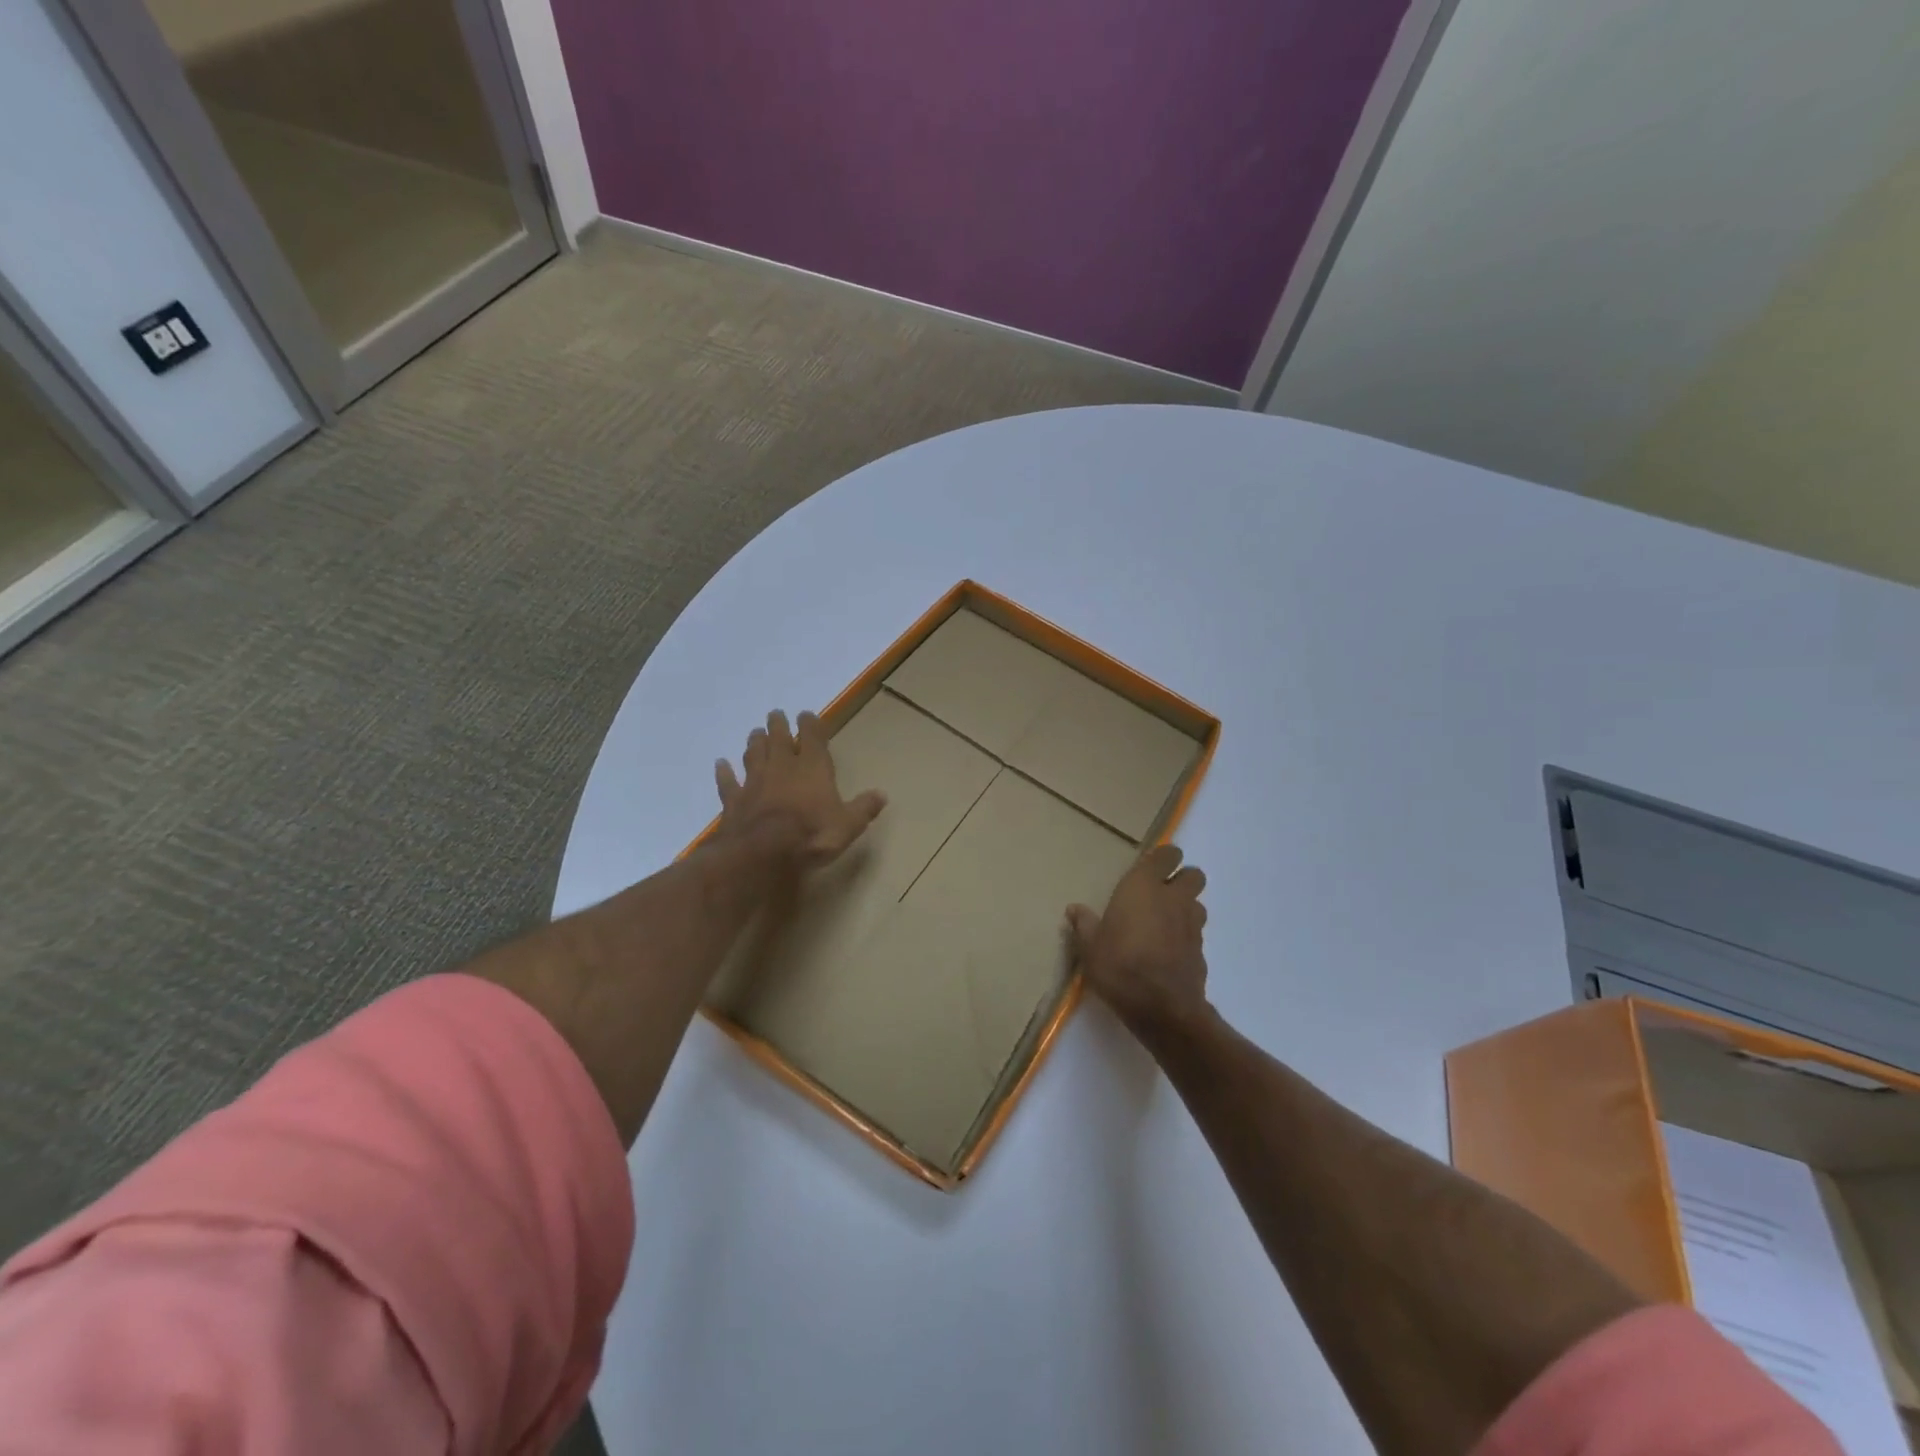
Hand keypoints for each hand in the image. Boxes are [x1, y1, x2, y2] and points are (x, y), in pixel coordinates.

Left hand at [716, 710, 885, 866]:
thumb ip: (863, 808)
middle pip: (778, 738)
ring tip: (754, 732)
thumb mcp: (848, 825)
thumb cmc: (813, 834)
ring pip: (753, 754)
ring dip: (755, 742)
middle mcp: (782, 766)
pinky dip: (724, 772)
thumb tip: (882, 794)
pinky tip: (720, 764)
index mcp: (812, 767)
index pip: (811, 736)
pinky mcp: (734, 800)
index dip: (810, 724)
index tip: (806, 715)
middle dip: (778, 725)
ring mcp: (755, 782)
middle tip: (775, 715)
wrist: (764, 852)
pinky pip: (728, 782)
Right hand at [1067, 844, 1209, 1039]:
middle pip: (1193, 875)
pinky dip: (1185, 936)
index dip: (1162, 857)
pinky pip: (1196, 933)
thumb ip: (1084, 924)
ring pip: (1198, 903)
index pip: (1166, 855)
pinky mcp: (1201, 951)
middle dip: (1182, 879)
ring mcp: (1191, 925)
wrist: (1162, 1008)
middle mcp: (1173, 899)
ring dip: (1186, 907)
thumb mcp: (1090, 947)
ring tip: (1164, 922)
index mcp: (1144, 887)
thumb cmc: (1119, 966)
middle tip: (1160, 893)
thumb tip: (1074, 909)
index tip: (1149, 867)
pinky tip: (1168, 951)